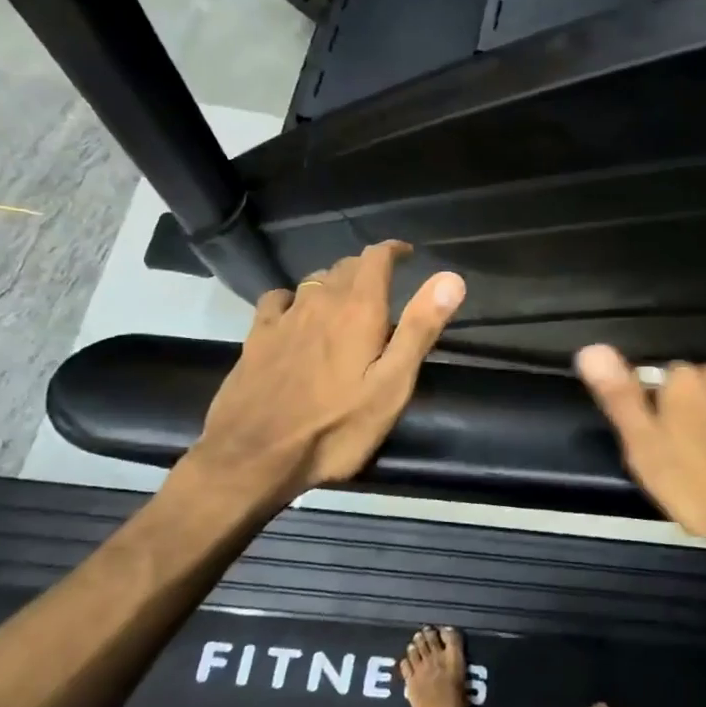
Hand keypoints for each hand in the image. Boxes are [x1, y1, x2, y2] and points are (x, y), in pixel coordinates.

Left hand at [185, 242, 464, 510]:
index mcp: (358, 310)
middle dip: (367, 269)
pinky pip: (278, 300)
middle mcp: (320, 301)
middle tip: (385, 286)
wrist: (254, 456)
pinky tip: (296, 315)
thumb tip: (451, 278)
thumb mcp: (392, 385)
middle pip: (345, 266)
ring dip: (335, 283)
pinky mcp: (256, 337)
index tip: (407, 254)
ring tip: (347, 301)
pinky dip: (295, 299)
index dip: (393, 250)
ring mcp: (284, 318)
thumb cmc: (336, 426)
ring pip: (314, 282)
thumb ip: (419, 329)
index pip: (375, 258)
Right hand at [574, 346, 705, 584]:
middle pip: (702, 377)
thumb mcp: (645, 452)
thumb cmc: (701, 490)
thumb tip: (590, 347)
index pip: (664, 377)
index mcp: (682, 381)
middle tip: (698, 441)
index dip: (663, 405)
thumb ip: (620, 398)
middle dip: (698, 400)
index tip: (666, 434)